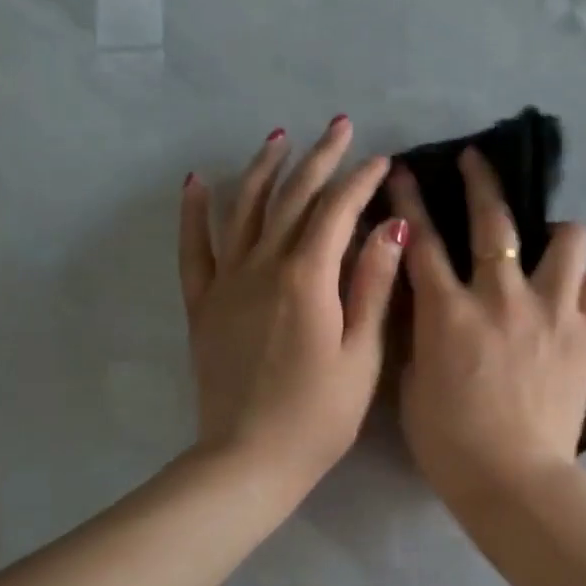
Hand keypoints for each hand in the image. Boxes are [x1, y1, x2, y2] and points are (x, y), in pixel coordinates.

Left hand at [179, 117, 406, 495]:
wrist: (249, 458)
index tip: (380, 160)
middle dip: (318, 159)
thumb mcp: (361, 354)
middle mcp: (263, 267)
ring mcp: (227, 283)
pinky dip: (194, 213)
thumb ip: (372, 286)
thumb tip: (391, 227)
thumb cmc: (319, 414)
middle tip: (339, 126)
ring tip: (279, 137)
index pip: (337, 212)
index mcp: (308, 279)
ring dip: (263, 169)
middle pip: (291, 198)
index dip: (360, 182)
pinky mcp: (203, 305)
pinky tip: (195, 182)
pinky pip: (194, 249)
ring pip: (243, 210)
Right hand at [390, 147, 585, 508]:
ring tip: (551, 245)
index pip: (421, 240)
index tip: (404, 171)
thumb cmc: (451, 443)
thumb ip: (420, 338)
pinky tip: (578, 297)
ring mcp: (552, 311)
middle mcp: (502, 297)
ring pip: (568, 239)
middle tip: (476, 160)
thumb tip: (428, 309)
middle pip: (494, 220)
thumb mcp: (413, 387)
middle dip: (481, 180)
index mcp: (448, 312)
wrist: (514, 480)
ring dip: (557, 234)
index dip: (409, 200)